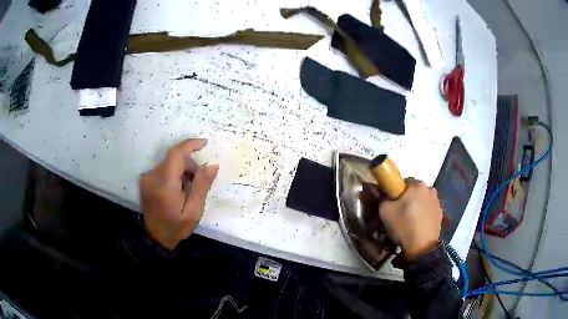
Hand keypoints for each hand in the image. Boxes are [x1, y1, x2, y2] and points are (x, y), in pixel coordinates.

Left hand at [139, 139, 218, 249]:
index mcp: (165, 184)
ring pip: (170, 163)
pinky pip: (163, 169)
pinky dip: (174, 174)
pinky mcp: (145, 179)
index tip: (205, 143)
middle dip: (190, 166)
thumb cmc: (176, 227)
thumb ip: (201, 186)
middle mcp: (152, 176)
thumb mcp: (193, 211)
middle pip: (175, 159)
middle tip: (198, 184)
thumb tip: (212, 165)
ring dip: (182, 170)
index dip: (190, 145)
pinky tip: (177, 189)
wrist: (155, 236)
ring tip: (187, 190)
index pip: (176, 154)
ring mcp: (147, 177)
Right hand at [379, 178, 441, 261]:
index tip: (394, 203)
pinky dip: (424, 214)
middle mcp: (430, 189)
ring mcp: (437, 202)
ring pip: (423, 200)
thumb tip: (388, 197)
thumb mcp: (384, 211)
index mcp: (417, 185)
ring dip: (418, 205)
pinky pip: (429, 210)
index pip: (405, 181)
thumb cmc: (403, 226)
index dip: (398, 191)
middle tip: (401, 212)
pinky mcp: (440, 214)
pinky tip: (418, 225)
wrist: (421, 247)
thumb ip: (384, 199)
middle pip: (416, 190)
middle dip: (409, 198)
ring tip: (410, 220)